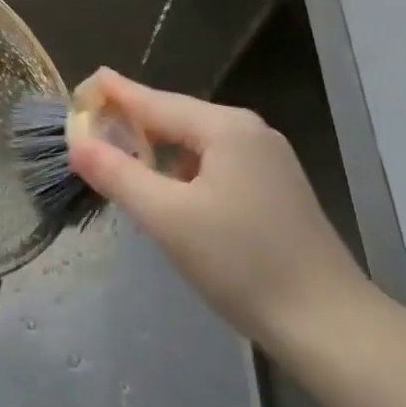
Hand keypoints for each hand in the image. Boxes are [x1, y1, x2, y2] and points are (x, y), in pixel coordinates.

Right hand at [65, 69, 369, 349]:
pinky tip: (165, 190)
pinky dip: (181, 170)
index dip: (115, 94)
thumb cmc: (241, 263)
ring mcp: (267, 161)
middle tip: (89, 128)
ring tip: (118, 158)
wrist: (328, 323)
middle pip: (176, 118)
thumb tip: (77, 142)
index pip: (155, 101)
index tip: (83, 83)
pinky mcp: (274, 189)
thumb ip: (118, 174)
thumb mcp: (167, 217)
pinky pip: (214, 164)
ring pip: (195, 144)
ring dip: (156, 149)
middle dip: (133, 123)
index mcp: (226, 128)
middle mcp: (250, 132)